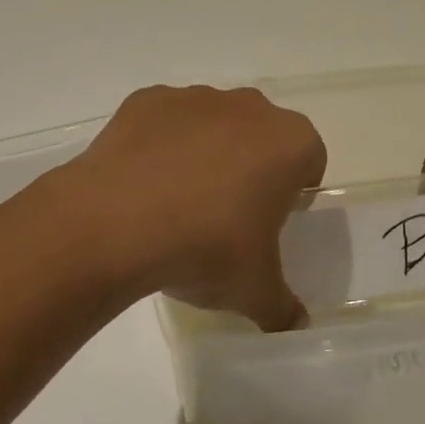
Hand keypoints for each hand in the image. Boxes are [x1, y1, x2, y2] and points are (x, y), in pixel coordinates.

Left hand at [63, 85, 326, 331]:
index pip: (310, 159)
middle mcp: (247, 107)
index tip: (273, 219)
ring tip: (177, 201)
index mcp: (288, 143)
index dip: (296, 189)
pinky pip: (165, 122)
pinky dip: (160, 144)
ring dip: (206, 151)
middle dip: (252, 165)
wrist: (114, 222)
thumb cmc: (205, 248)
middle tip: (228, 212)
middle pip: (261, 134)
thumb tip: (296, 325)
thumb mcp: (254, 291)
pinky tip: (142, 184)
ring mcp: (194, 98)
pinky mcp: (147, 100)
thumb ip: (283, 307)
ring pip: (213, 122)